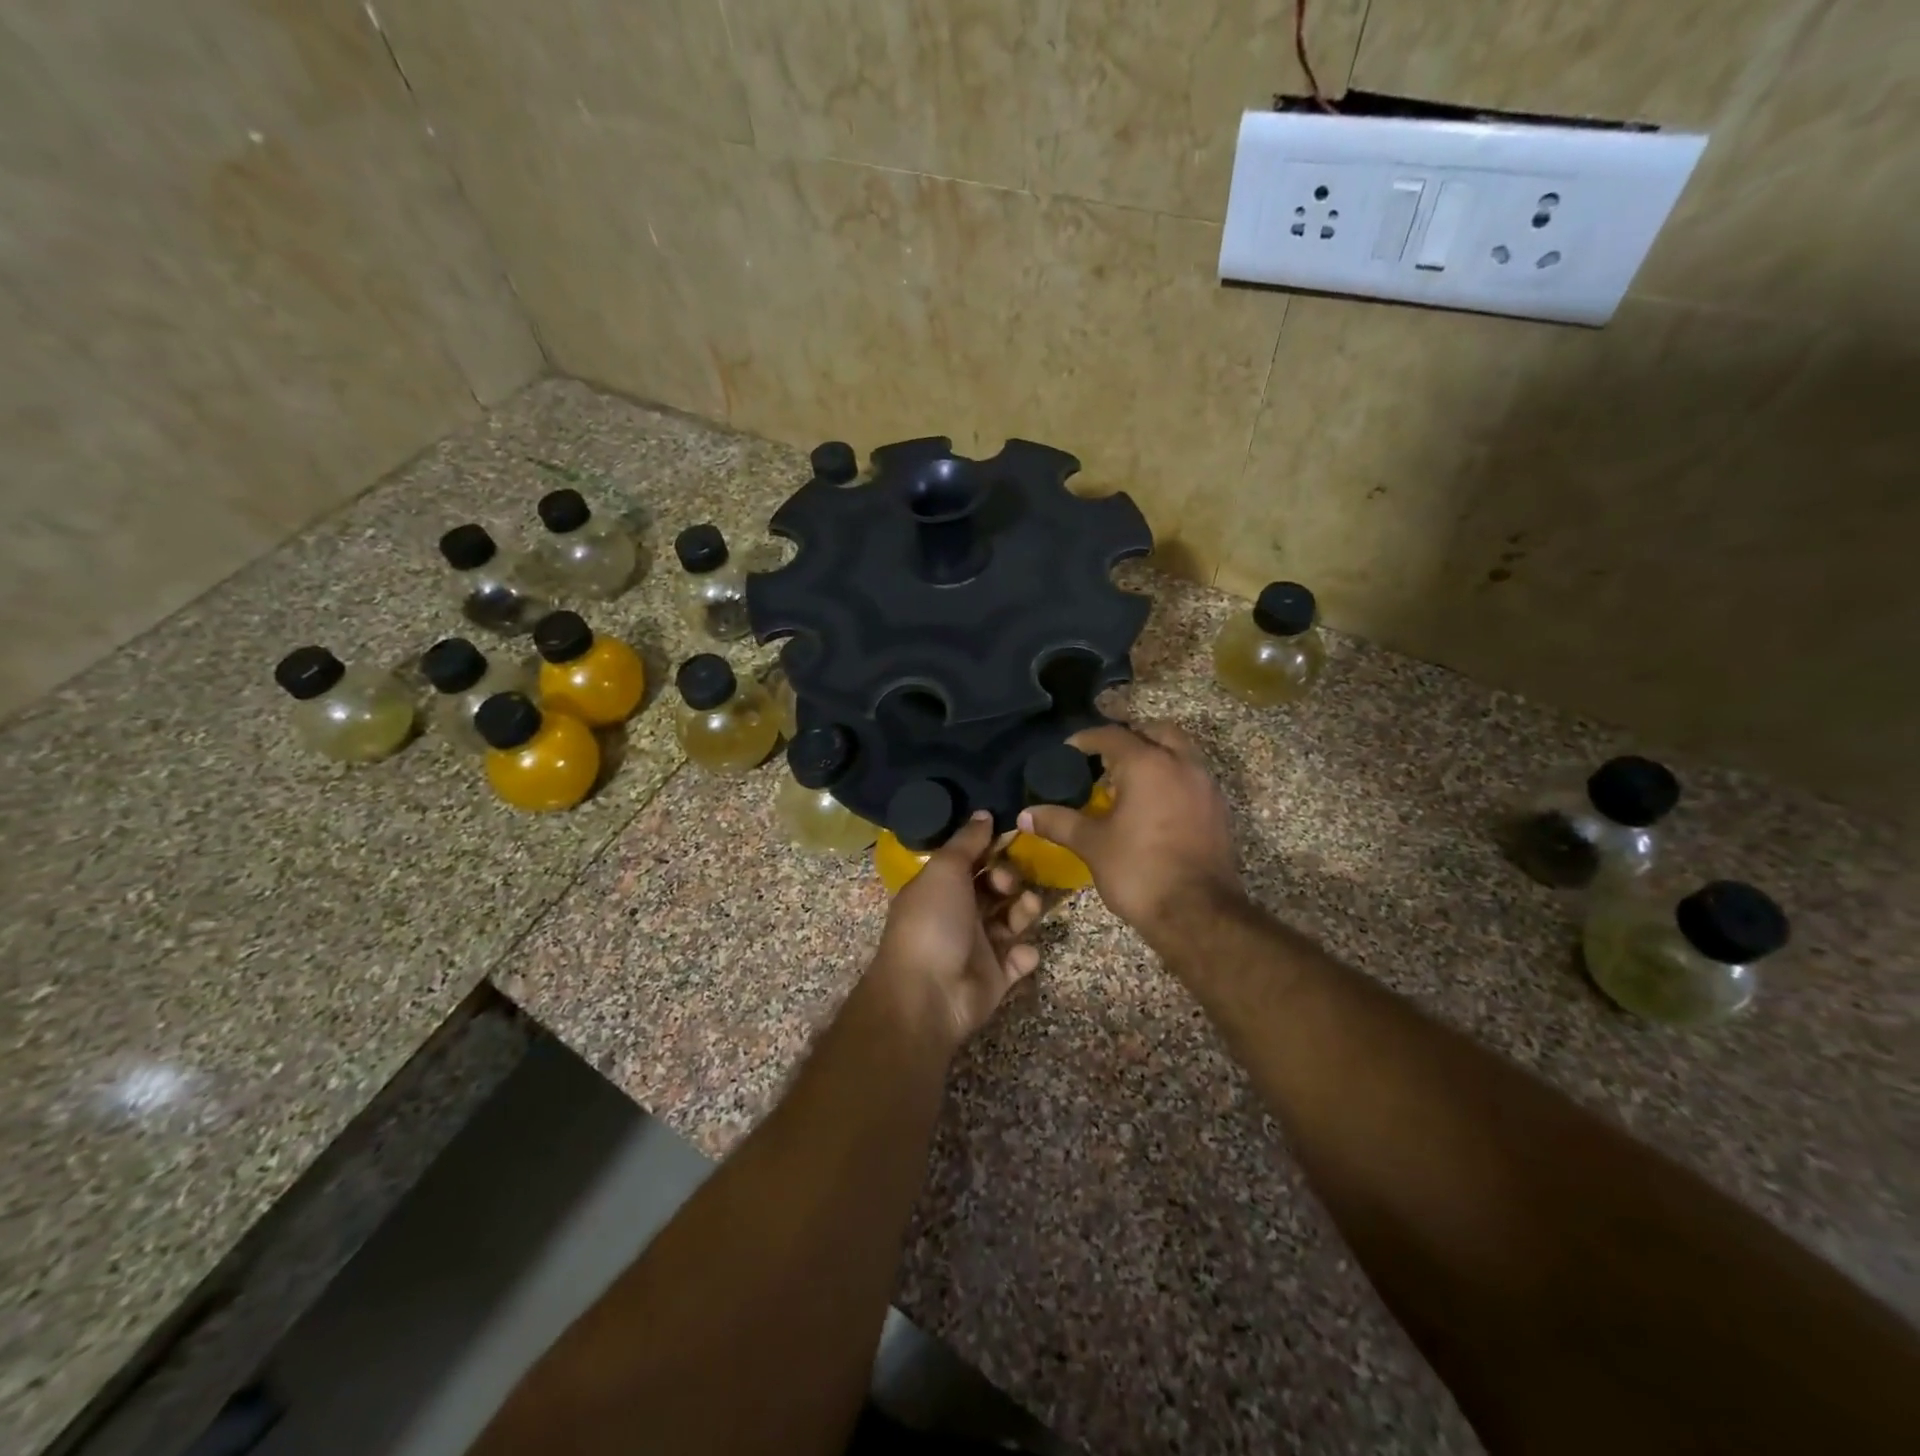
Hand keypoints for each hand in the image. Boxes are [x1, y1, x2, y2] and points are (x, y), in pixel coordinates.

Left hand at [868, 812, 1045, 1049]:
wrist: (928, 994)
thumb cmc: (933, 922)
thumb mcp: (945, 870)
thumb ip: (967, 842)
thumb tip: (984, 813)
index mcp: (940, 888)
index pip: (971, 861)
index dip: (991, 849)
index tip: (1014, 837)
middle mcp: (958, 914)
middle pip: (994, 889)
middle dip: (1009, 880)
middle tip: (1008, 884)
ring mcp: (978, 947)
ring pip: (1011, 920)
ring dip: (1024, 910)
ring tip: (1027, 910)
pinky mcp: (996, 977)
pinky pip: (1019, 959)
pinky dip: (1024, 953)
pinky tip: (1020, 952)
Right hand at [1019, 720, 1242, 941]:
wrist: (1197, 914)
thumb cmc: (1139, 871)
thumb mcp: (1092, 845)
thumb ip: (1059, 823)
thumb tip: (1026, 815)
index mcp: (1148, 764)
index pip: (1113, 736)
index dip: (1087, 739)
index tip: (1069, 751)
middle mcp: (1181, 764)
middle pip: (1155, 732)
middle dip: (1130, 739)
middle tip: (1105, 759)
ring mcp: (1205, 786)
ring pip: (1180, 753)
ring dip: (1155, 757)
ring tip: (1128, 782)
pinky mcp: (1218, 810)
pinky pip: (1192, 778)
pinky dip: (1172, 779)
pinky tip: (1153, 806)